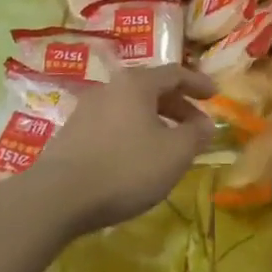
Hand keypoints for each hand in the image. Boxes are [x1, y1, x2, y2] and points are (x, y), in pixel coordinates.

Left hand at [34, 65, 215, 230]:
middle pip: (151, 89)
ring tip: (169, 145)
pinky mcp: (71, 134)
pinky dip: (133, 134)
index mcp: (136, 84)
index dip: (198, 83)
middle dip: (178, 106)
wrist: (56, 197)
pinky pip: (112, 125)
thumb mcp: (174, 153)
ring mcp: (86, 110)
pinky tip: (137, 159)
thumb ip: (196, 135)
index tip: (215, 95)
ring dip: (155, 121)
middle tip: (196, 126)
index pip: (175, 73)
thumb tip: (205, 125)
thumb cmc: (125, 168)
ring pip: (130, 108)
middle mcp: (110, 88)